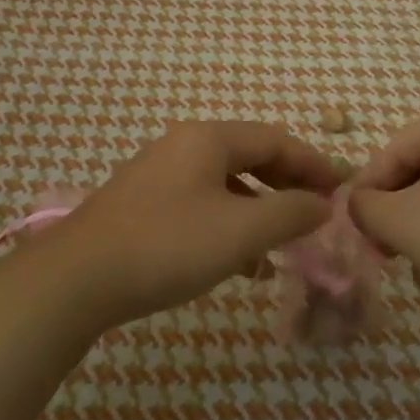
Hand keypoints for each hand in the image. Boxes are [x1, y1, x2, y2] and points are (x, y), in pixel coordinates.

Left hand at [42, 121, 343, 330]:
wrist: (75, 280)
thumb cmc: (166, 246)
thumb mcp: (240, 231)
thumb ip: (290, 213)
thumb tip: (322, 204)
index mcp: (208, 139)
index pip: (276, 139)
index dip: (314, 163)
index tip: (343, 189)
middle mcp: (183, 145)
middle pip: (251, 156)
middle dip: (288, 184)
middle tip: (319, 212)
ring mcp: (159, 174)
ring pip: (226, 183)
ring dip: (260, 208)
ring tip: (284, 243)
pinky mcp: (143, 204)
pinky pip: (202, 203)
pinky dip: (230, 223)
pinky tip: (240, 261)